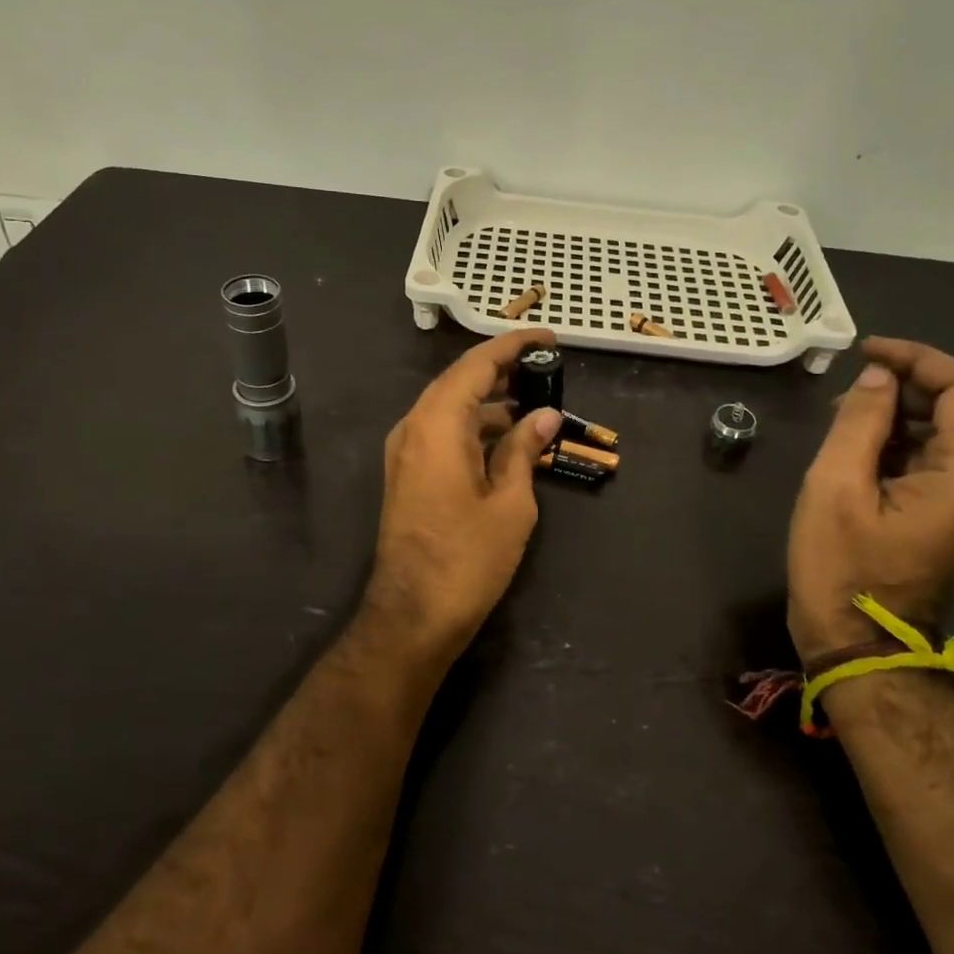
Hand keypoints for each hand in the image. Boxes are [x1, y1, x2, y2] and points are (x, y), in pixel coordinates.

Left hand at [363, 330, 564, 659]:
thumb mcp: (509, 503)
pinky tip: (506, 439)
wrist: (413, 614)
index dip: (513, 346)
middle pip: (459, 382)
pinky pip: (442, 433)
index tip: (548, 338)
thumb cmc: (468, 559)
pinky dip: (473, 427)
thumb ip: (523, 450)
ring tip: (534, 403)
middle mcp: (413, 428)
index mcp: (436, 424)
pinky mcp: (407, 475)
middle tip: (545, 369)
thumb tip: (544, 415)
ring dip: (489, 402)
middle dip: (502, 371)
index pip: (476, 365)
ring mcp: (405, 452)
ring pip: (449, 408)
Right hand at [787, 337, 953, 659]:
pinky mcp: (947, 519)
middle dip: (903, 387)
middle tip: (844, 391)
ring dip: (895, 416)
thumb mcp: (835, 488)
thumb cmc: (841, 569)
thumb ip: (858, 423)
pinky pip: (929, 464)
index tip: (866, 352)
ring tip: (840, 421)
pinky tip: (853, 451)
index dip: (918, 359)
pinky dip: (895, 445)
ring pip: (941, 436)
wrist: (856, 648)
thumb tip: (876, 378)